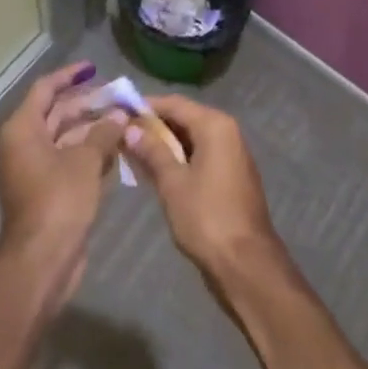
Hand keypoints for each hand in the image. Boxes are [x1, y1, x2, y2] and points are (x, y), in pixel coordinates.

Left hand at [0, 61, 126, 309]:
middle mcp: (24, 144)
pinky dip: (90, 154)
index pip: (46, 89)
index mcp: (23, 129)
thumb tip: (120, 115)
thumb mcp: (85, 161)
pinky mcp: (46, 192)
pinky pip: (69, 161)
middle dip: (88, 105)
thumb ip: (103, 133)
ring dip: (93, 131)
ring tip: (124, 123)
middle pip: (57, 113)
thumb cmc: (59, 200)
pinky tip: (116, 151)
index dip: (70, 76)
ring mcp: (34, 169)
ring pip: (66, 138)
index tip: (94, 68)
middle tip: (119, 98)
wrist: (41, 262)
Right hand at [122, 93, 282, 280]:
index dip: (146, 106)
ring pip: (192, 138)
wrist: (247, 265)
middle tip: (123, 136)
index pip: (174, 103)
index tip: (120, 112)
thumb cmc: (207, 218)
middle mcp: (226, 131)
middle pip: (184, 118)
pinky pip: (201, 155)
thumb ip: (152, 151)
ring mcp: (232, 154)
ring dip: (165, 145)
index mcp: (214, 125)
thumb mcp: (173, 183)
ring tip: (134, 154)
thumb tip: (131, 128)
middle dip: (154, 127)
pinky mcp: (232, 175)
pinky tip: (158, 173)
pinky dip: (180, 159)